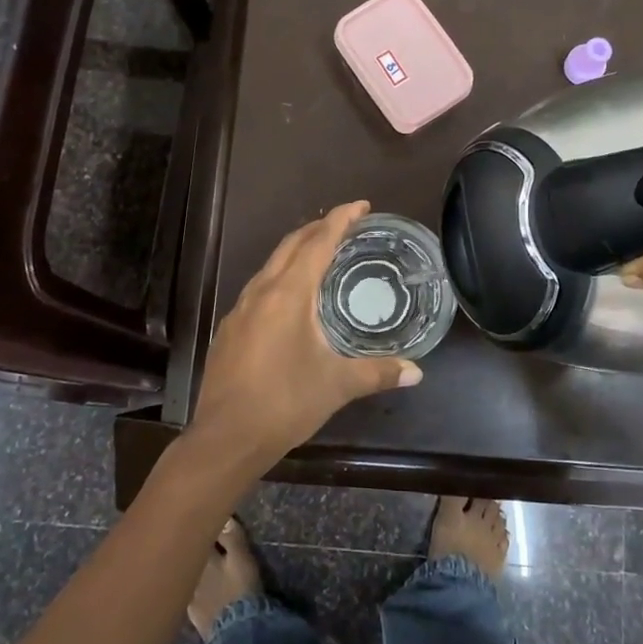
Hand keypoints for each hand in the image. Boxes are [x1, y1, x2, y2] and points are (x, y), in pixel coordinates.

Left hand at [189, 201, 421, 472]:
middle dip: (318, 228)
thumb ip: (378, 373)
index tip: (361, 206)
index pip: (318, 243)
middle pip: (290, 245)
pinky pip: (259, 287)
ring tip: (321, 253)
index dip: (340, 220)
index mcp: (288, 295)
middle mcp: (261, 292)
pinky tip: (291, 298)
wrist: (225, 437)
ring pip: (271, 265)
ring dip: (297, 251)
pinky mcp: (230, 329)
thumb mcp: (337, 385)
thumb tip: (417, 372)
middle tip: (346, 224)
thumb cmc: (285, 403)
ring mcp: (240, 310)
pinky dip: (280, 277)